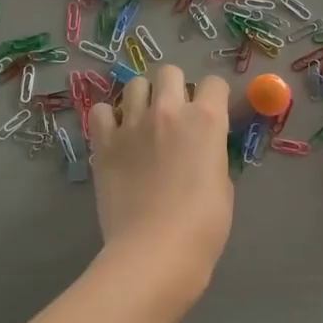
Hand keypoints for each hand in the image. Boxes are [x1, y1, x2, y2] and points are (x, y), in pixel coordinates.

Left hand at [87, 65, 233, 278]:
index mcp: (206, 121)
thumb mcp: (223, 186)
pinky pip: (99, 110)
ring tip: (142, 122)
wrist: (155, 250)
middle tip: (174, 116)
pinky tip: (115, 136)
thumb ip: (211, 156)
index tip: (211, 114)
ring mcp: (131, 124)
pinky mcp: (103, 142)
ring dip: (142, 98)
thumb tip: (200, 151)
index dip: (214, 97)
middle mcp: (169, 111)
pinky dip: (107, 118)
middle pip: (170, 72)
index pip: (214, 83)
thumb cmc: (202, 226)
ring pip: (134, 85)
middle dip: (175, 88)